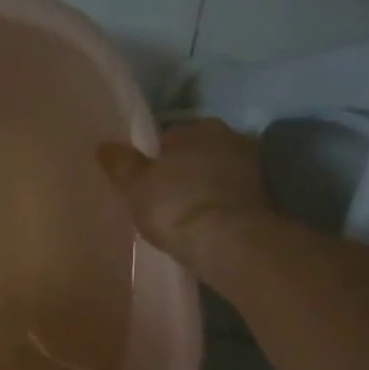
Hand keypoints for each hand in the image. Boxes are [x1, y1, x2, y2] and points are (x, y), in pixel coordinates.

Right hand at [98, 118, 274, 272]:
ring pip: (213, 173)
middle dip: (180, 171)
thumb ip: (119, 164)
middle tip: (161, 199)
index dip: (152, 161)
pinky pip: (228, 195)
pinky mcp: (264, 195)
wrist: (228, 241)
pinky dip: (216, 204)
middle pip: (194, 154)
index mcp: (198, 127)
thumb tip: (104, 145)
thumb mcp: (134, 186)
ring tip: (181, 215)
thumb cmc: (174, 205)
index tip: (143, 183)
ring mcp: (252, 166)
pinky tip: (202, 223)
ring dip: (200, 187)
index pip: (167, 139)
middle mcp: (230, 136)